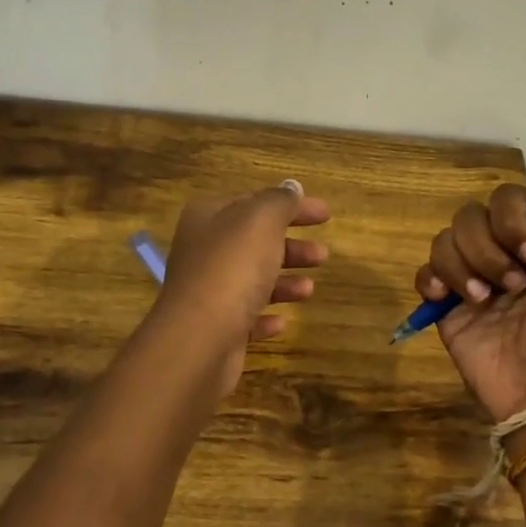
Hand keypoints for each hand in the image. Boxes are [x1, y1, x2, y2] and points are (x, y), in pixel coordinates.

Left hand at [155, 180, 331, 394]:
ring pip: (252, 279)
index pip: (254, 202)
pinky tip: (282, 321)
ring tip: (310, 289)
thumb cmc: (232, 269)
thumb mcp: (261, 221)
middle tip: (323, 255)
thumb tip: (292, 188)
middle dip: (291, 246)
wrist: (199, 338)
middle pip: (254, 242)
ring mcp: (206, 291)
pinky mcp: (214, 328)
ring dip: (284, 281)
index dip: (292, 205)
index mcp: (209, 217)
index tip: (326, 215)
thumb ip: (279, 201)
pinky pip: (244, 317)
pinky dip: (265, 316)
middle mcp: (203, 251)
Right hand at [414, 154, 525, 424]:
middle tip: (512, 287)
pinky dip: (433, 279)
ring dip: (465, 266)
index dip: (515, 220)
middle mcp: (508, 253)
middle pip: (473, 214)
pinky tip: (449, 300)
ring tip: (484, 302)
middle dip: (488, 247)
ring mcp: (475, 278)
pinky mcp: (448, 304)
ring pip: (447, 238)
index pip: (512, 198)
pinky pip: (425, 270)